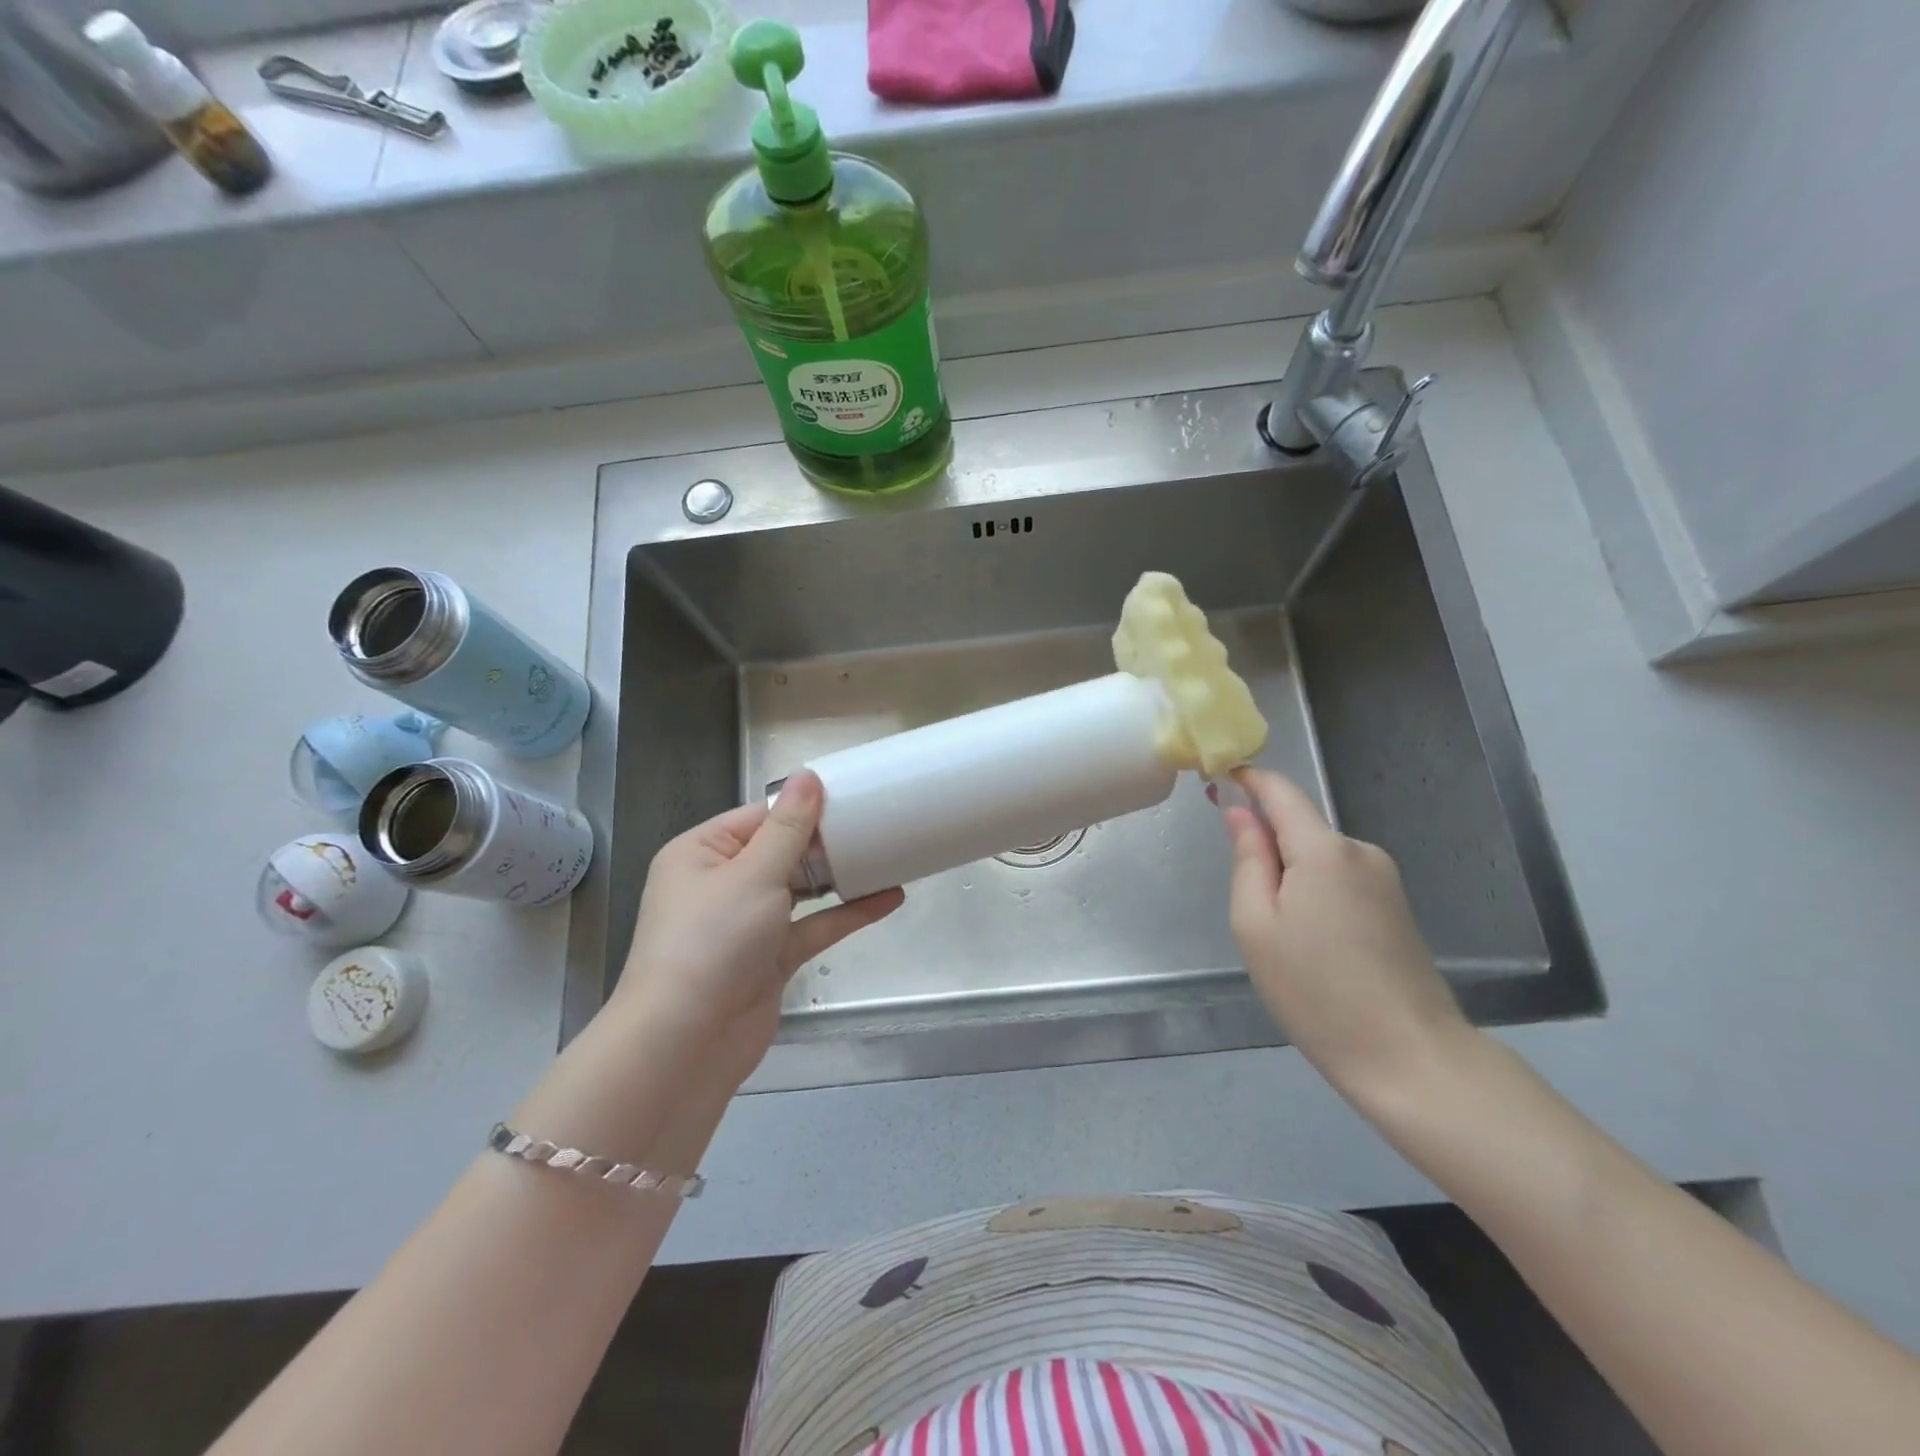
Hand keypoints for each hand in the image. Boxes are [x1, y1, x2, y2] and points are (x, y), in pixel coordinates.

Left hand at [614, 771, 903, 1076]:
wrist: (687, 1043)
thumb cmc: (712, 941)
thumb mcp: (752, 874)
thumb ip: (788, 828)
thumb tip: (808, 777)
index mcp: (701, 854)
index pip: (758, 817)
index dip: (802, 806)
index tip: (850, 794)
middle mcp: (721, 884)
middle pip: (781, 851)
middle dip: (825, 840)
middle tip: (876, 822)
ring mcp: (747, 924)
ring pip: (800, 889)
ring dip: (839, 876)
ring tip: (888, 854)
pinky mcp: (771, 958)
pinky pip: (813, 926)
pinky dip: (846, 913)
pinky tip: (887, 899)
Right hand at [1216, 767, 1469, 1100]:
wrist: (1409, 1056)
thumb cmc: (1315, 990)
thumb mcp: (1256, 925)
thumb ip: (1247, 859)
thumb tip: (1240, 814)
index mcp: (1323, 849)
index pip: (1281, 791)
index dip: (1248, 780)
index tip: (1217, 780)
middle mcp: (1360, 851)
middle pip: (1300, 827)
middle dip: (1266, 845)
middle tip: (1246, 904)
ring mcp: (1384, 878)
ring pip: (1319, 857)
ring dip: (1291, 876)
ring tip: (1282, 938)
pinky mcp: (1396, 906)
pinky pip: (1340, 880)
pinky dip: (1314, 894)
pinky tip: (1313, 945)